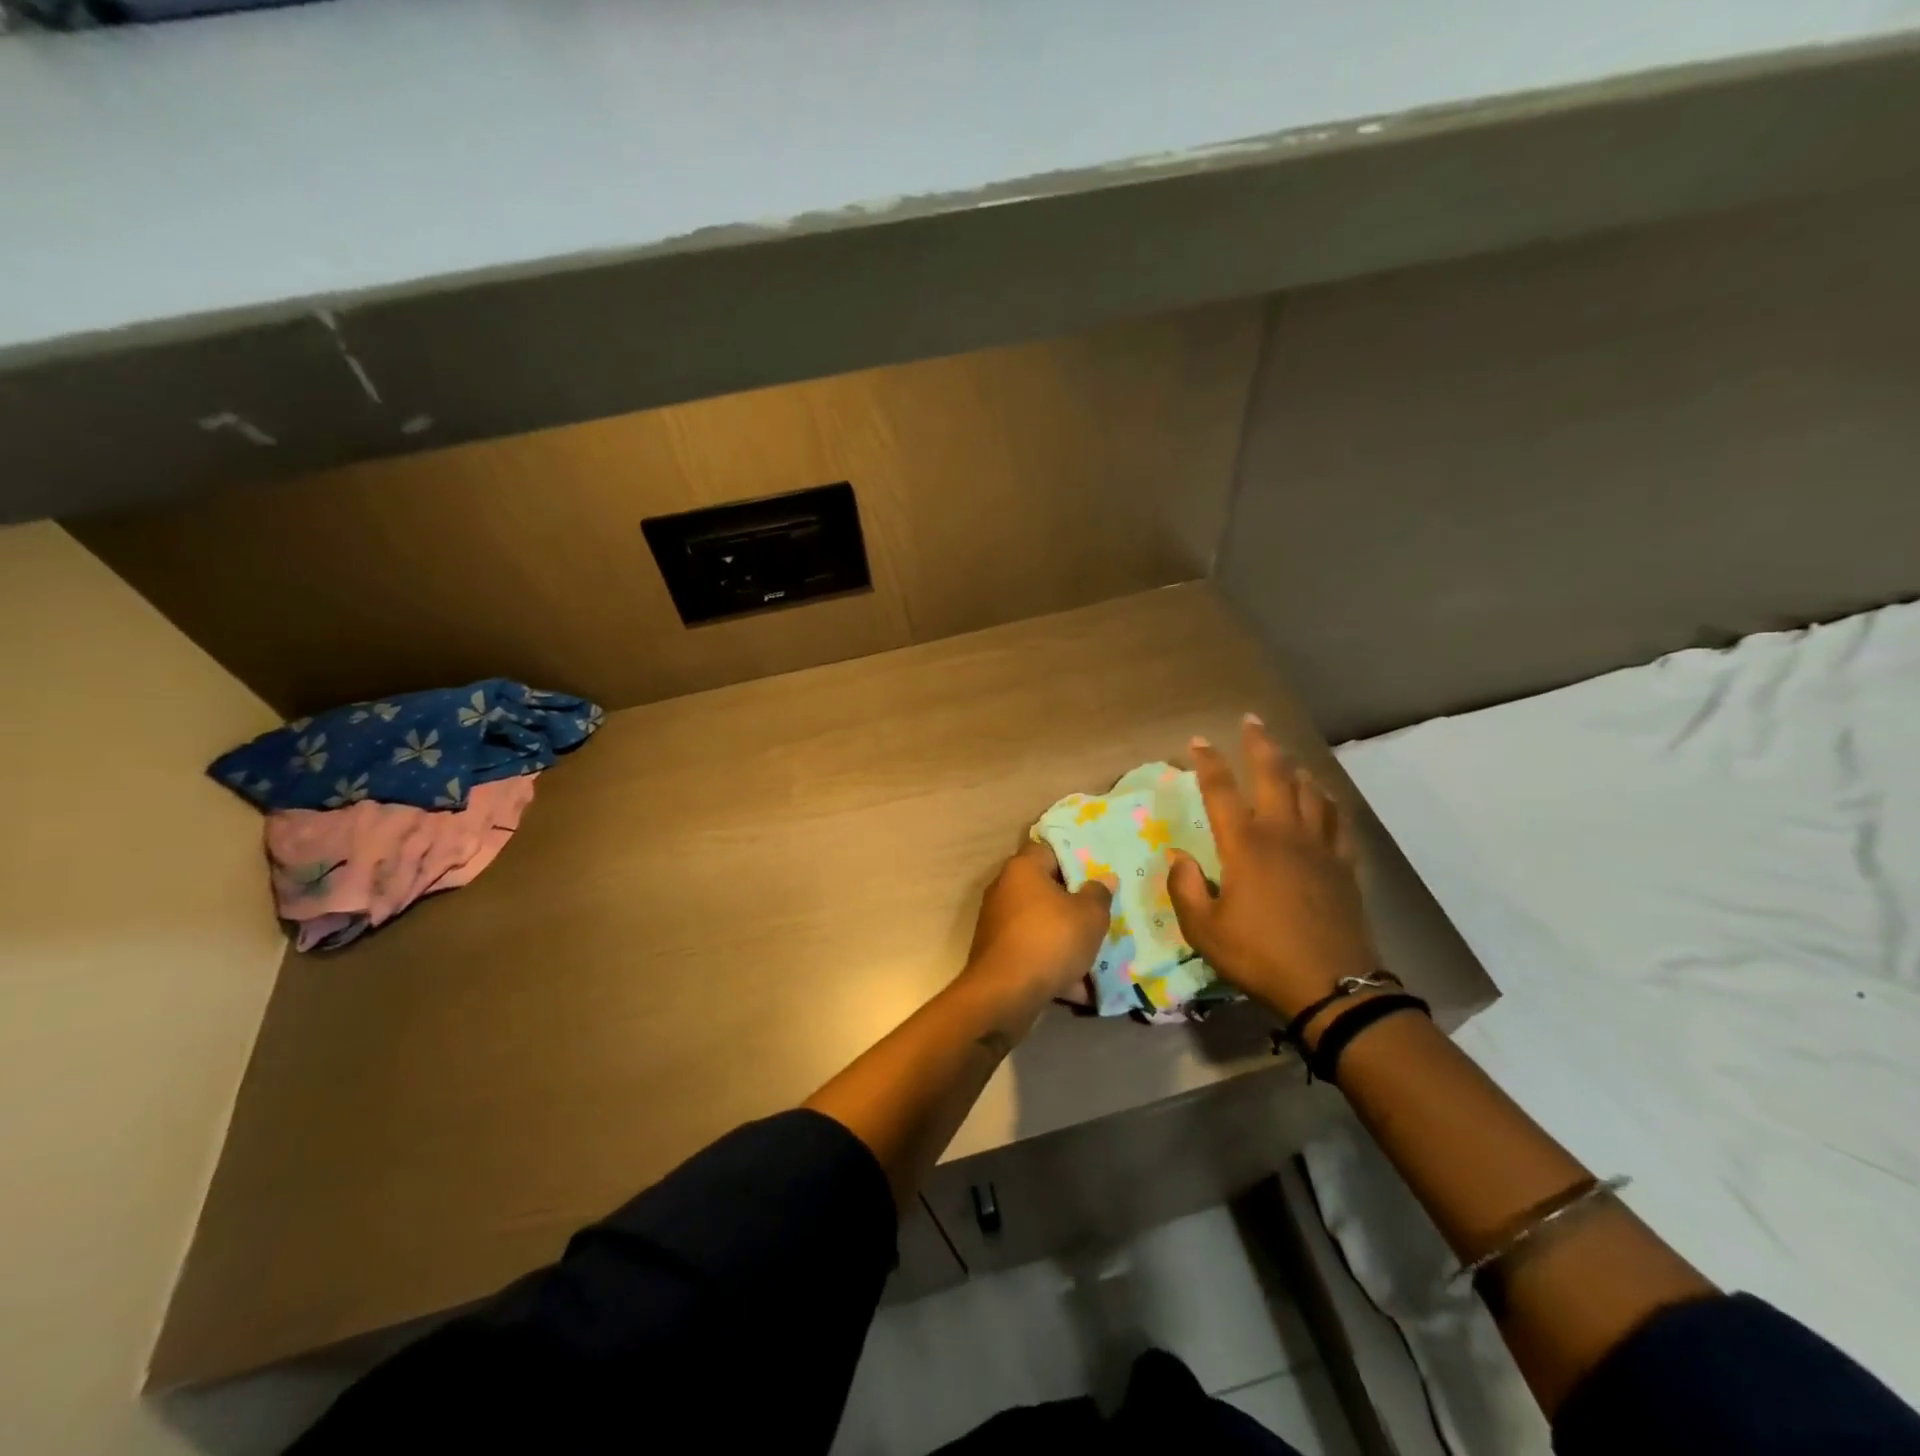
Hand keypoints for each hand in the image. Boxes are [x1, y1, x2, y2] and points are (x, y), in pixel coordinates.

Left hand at [962, 839, 1112, 1008]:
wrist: (1005, 994)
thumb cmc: (1050, 940)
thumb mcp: (1089, 916)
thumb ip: (1099, 894)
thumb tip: (1104, 878)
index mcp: (1023, 869)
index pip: (1049, 849)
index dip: (1075, 858)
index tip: (1099, 872)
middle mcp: (1005, 890)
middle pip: (1047, 889)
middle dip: (1075, 904)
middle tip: (1103, 913)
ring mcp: (999, 924)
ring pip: (1042, 925)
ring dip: (1067, 940)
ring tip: (1098, 954)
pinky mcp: (999, 955)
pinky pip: (1034, 953)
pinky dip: (1054, 966)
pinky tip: (1080, 988)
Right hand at [1167, 715, 1374, 1018]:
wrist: (1332, 987)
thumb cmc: (1260, 956)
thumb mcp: (1205, 930)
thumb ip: (1186, 889)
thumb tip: (1178, 858)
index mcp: (1245, 846)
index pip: (1221, 792)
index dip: (1208, 762)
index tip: (1197, 741)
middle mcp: (1283, 835)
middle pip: (1274, 775)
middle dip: (1260, 744)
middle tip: (1252, 721)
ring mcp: (1319, 848)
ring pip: (1310, 792)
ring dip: (1295, 768)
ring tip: (1286, 757)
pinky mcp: (1344, 866)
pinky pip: (1337, 821)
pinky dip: (1328, 802)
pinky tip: (1324, 798)